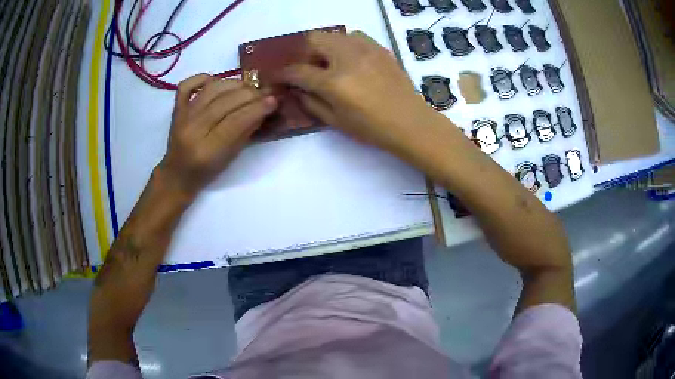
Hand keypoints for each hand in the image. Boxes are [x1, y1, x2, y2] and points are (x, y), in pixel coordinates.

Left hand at [159, 74, 277, 195]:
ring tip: (247, 87)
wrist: (177, 175)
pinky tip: (215, 81)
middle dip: (249, 94)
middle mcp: (192, 130)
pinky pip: (186, 86)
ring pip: (211, 89)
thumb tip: (264, 108)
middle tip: (265, 92)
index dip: (257, 108)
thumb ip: (246, 132)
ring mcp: (181, 118)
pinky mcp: (176, 109)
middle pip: (224, 102)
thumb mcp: (230, 158)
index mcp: (207, 150)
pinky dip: (202, 78)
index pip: (236, 121)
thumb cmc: (206, 172)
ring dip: (233, 83)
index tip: (274, 99)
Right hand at [277, 31, 434, 152]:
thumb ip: (311, 102)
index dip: (283, 73)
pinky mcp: (379, 48)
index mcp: (333, 82)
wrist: (411, 123)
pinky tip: (351, 60)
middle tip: (309, 70)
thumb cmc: (372, 128)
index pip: (298, 70)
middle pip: (313, 39)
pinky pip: (355, 36)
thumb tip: (296, 89)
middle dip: (304, 53)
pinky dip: (345, 44)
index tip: (278, 76)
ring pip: (334, 34)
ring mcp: (365, 49)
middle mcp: (347, 58)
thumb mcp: (335, 121)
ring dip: (325, 47)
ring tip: (331, 64)